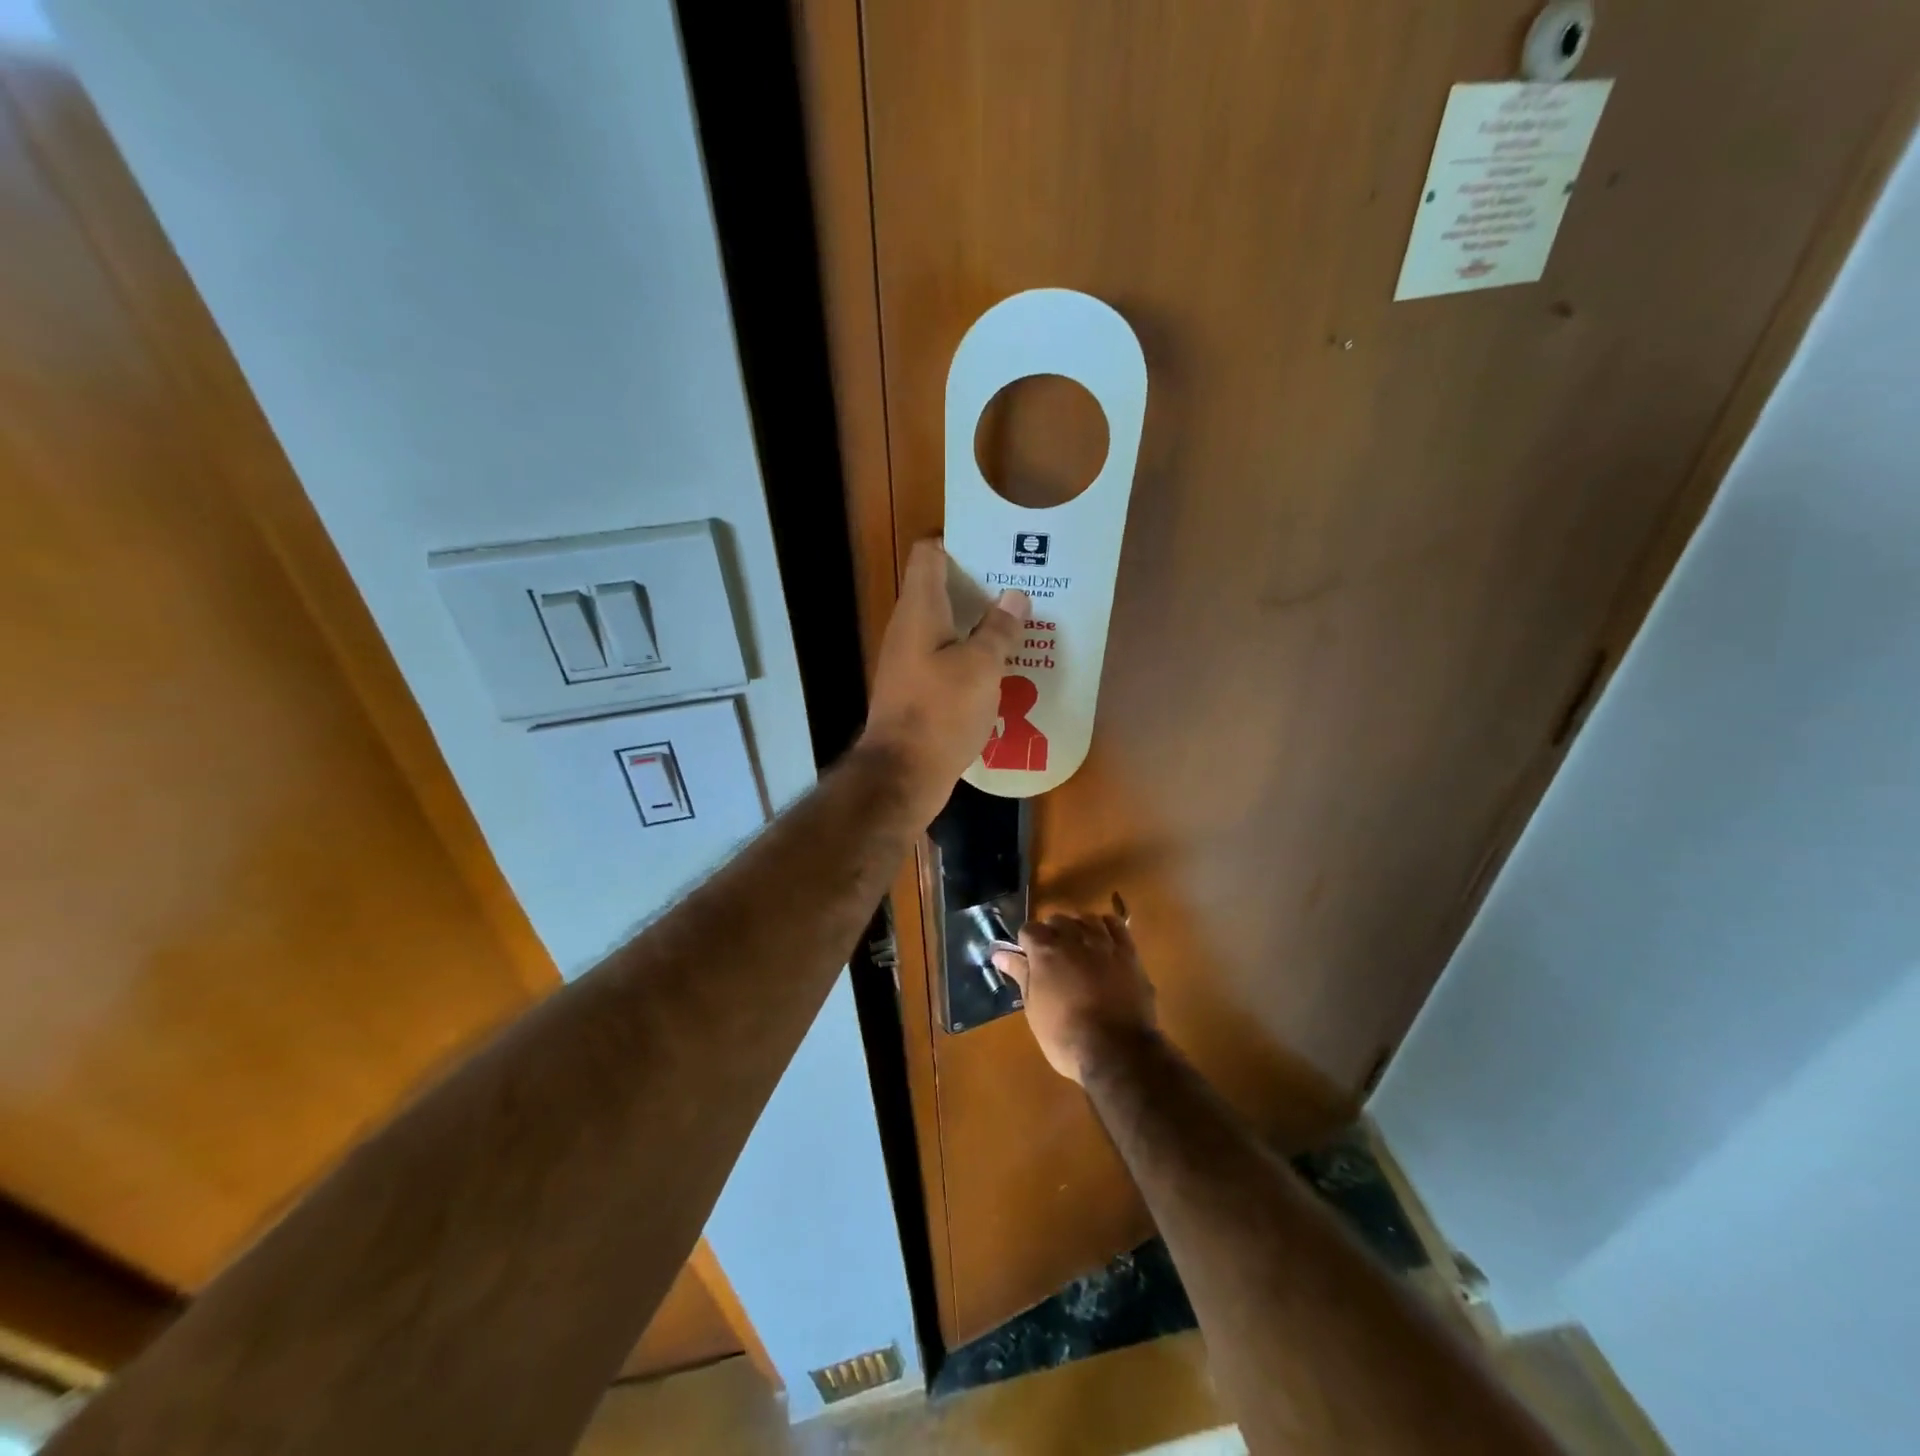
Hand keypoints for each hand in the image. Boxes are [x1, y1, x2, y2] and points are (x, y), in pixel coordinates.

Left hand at [861, 539, 1027, 823]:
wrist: (902, 775)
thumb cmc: (940, 713)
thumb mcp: (980, 668)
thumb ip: (998, 629)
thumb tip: (1014, 596)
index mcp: (919, 611)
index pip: (929, 554)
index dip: (958, 541)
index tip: (996, 546)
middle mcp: (909, 630)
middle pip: (942, 590)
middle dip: (981, 585)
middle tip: (1023, 586)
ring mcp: (910, 662)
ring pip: (948, 629)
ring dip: (980, 625)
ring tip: (1022, 624)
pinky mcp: (917, 691)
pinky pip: (948, 661)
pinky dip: (972, 657)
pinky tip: (1004, 668)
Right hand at [992, 904, 1156, 1083]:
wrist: (1117, 1051)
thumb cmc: (1065, 1036)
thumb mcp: (1034, 1008)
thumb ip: (1020, 974)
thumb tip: (999, 954)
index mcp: (1045, 951)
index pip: (1029, 929)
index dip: (1026, 944)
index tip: (1029, 960)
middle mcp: (1073, 938)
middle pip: (1058, 919)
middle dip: (1052, 933)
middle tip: (1053, 959)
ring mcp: (1103, 942)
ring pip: (1086, 919)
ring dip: (1079, 928)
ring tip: (1079, 948)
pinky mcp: (1128, 952)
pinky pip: (1116, 925)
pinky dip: (1106, 927)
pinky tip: (1103, 941)